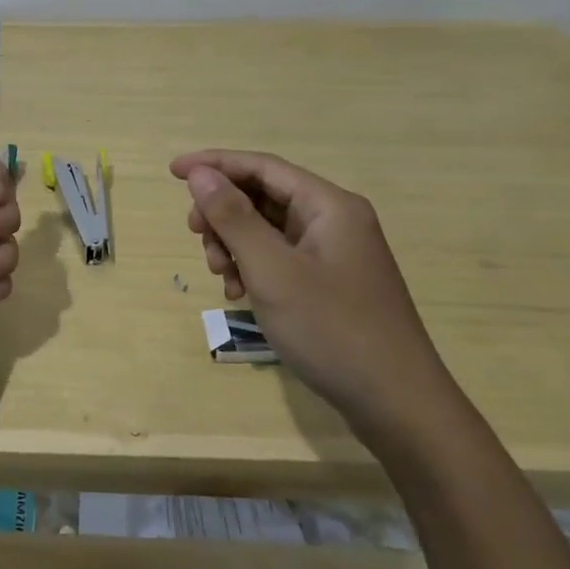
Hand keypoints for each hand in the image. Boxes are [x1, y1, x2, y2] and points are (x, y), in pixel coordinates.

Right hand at [171, 150, 459, 438]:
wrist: (397, 404)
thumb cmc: (332, 330)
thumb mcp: (272, 271)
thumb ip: (234, 218)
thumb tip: (200, 174)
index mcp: (328, 205)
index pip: (262, 166)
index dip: (214, 164)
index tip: (172, 172)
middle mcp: (334, 220)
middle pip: (264, 196)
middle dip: (223, 214)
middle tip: (197, 239)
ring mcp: (335, 253)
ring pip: (269, 229)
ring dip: (235, 244)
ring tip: (221, 277)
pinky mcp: (331, 282)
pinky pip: (281, 258)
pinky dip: (254, 268)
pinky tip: (240, 295)